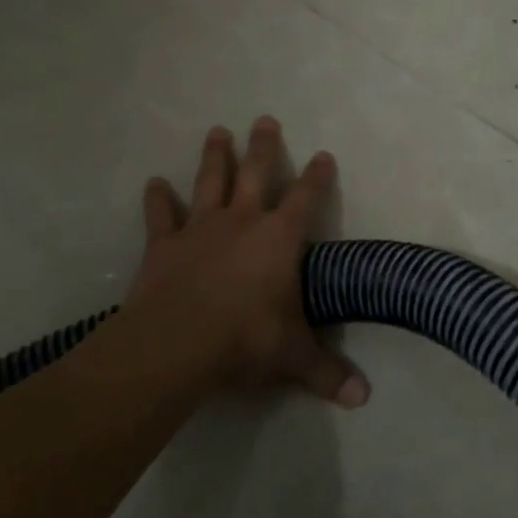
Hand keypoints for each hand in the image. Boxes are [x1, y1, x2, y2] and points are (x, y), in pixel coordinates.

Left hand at [117, 118, 369, 407]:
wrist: (175, 343)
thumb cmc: (244, 339)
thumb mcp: (292, 356)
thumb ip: (327, 372)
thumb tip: (363, 398)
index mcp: (279, 238)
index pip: (305, 197)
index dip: (317, 175)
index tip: (323, 154)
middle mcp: (242, 221)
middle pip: (255, 173)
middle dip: (263, 146)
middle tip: (264, 118)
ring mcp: (200, 229)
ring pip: (209, 181)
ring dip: (215, 156)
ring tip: (218, 130)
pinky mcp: (164, 245)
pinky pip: (161, 215)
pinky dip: (157, 199)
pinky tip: (154, 182)